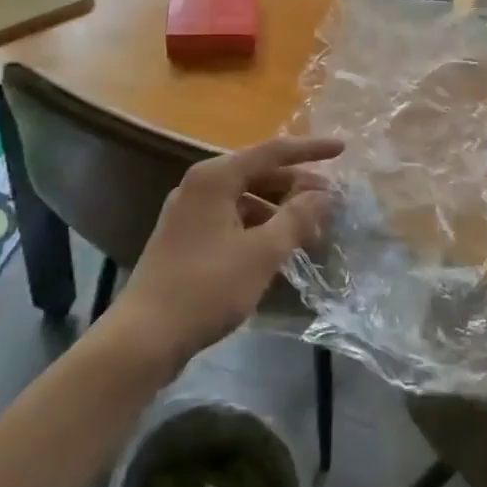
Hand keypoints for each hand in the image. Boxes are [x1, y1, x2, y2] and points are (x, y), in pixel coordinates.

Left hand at [112, 136, 341, 372]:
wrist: (143, 337)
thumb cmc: (206, 287)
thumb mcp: (261, 253)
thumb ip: (296, 218)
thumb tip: (323, 195)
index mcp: (215, 177)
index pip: (272, 152)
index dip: (310, 150)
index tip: (342, 150)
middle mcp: (199, 185)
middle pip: (258, 173)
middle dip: (296, 185)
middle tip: (330, 200)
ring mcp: (189, 212)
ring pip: (245, 198)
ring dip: (278, 209)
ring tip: (309, 228)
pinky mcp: (185, 238)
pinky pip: (231, 218)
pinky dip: (258, 226)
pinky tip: (277, 247)